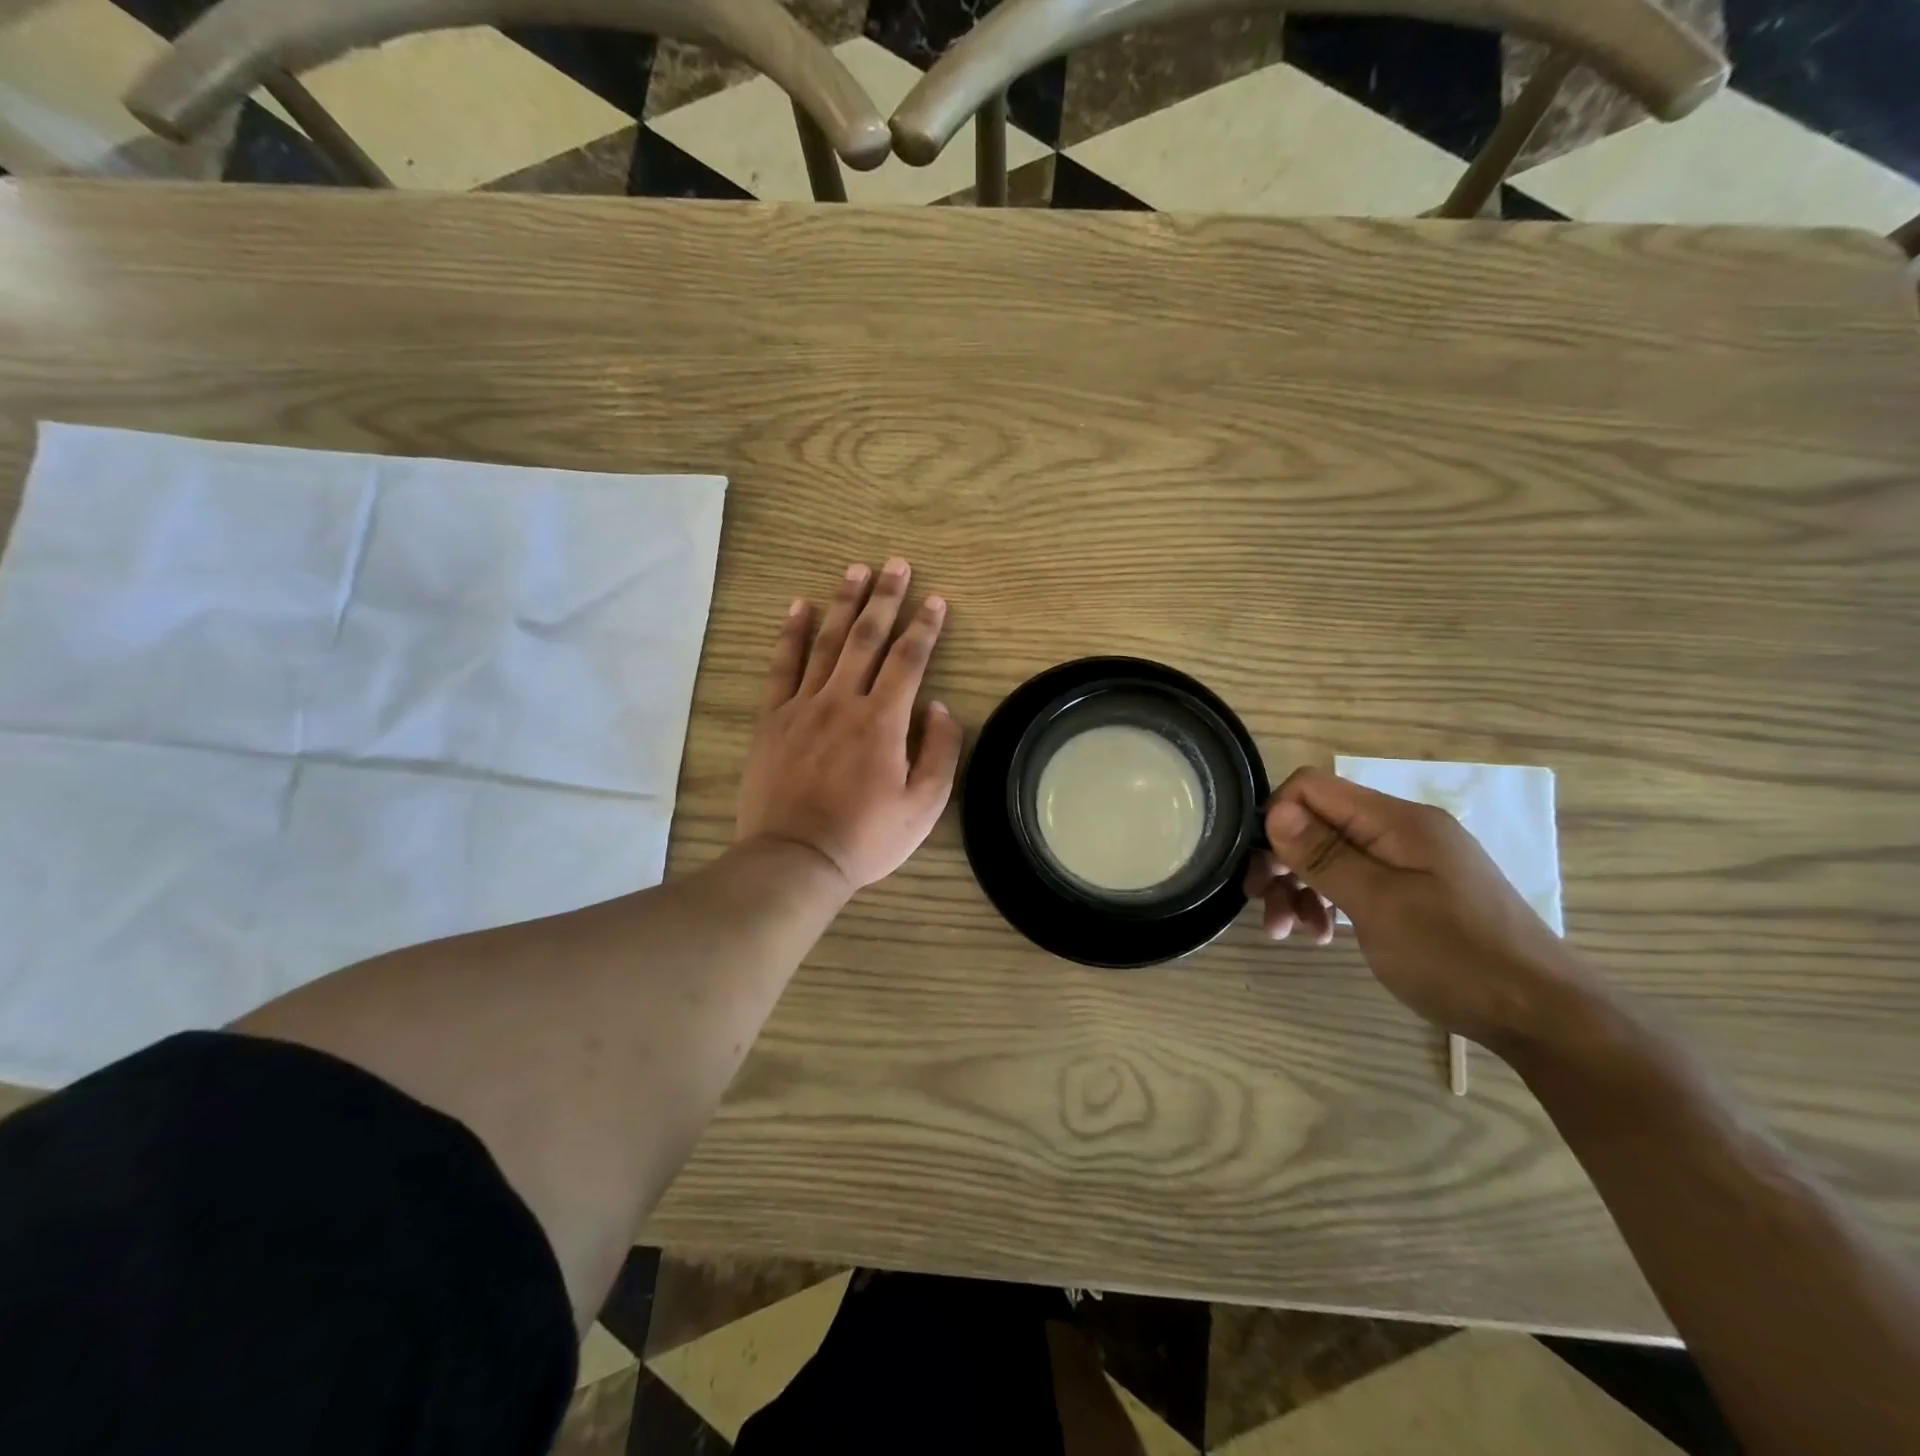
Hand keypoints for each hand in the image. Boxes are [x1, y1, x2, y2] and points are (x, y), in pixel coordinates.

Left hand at [736, 558, 962, 893]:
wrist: (795, 859)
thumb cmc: (866, 837)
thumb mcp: (924, 806)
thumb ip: (940, 751)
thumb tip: (937, 706)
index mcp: (883, 721)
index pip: (909, 659)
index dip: (925, 626)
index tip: (935, 600)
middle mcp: (843, 701)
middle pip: (867, 638)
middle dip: (885, 598)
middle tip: (896, 565)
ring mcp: (803, 706)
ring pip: (826, 642)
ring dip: (844, 603)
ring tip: (856, 570)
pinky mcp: (772, 719)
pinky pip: (782, 666)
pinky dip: (790, 633)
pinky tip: (799, 607)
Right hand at [1248, 767, 1595, 1049]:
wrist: (1543, 1017)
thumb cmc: (1456, 957)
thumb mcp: (1379, 905)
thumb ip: (1325, 854)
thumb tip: (1275, 810)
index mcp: (1398, 821)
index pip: (1313, 787)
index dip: (1278, 818)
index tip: (1266, 867)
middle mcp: (1403, 831)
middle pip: (1319, 823)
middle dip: (1283, 860)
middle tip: (1261, 902)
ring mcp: (1412, 862)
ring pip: (1333, 855)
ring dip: (1301, 888)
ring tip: (1288, 932)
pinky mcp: (1416, 891)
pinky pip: (1357, 881)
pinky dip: (1330, 903)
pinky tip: (1324, 935)